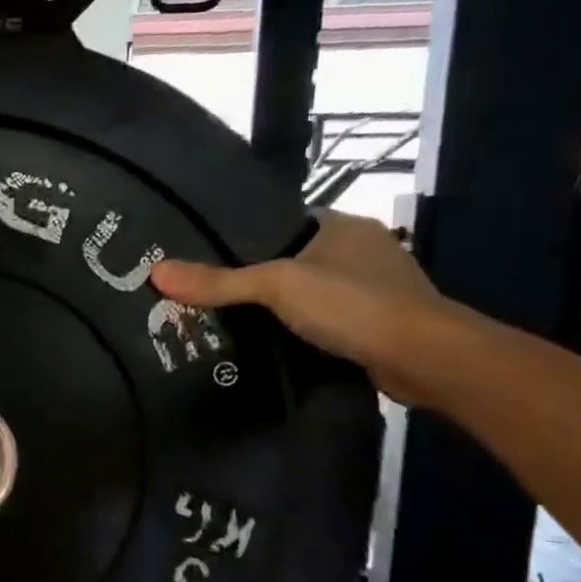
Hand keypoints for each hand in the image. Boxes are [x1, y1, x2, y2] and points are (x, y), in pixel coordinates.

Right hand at [151, 211, 456, 402]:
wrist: (425, 358)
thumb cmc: (352, 304)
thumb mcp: (276, 286)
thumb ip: (219, 281)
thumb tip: (155, 272)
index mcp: (343, 225)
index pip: (284, 222)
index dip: (247, 237)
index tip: (209, 256)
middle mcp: (362, 250)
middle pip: (296, 259)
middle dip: (261, 277)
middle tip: (213, 295)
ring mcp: (376, 289)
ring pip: (314, 292)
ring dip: (284, 308)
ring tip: (234, 322)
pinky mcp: (378, 325)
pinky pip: (329, 321)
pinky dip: (306, 330)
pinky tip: (276, 344)